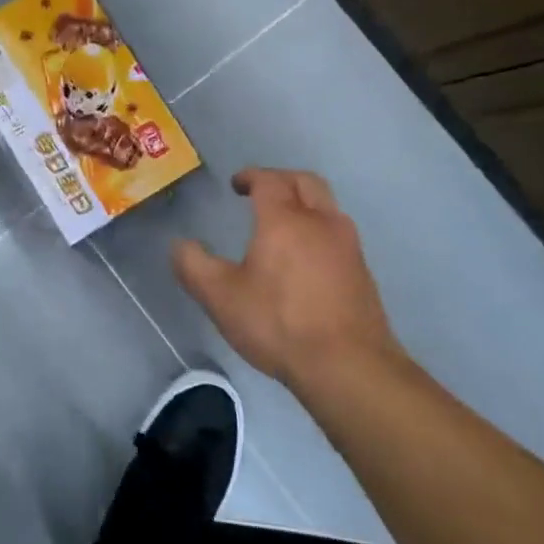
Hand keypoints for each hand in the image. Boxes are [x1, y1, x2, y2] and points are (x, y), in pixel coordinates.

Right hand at [173, 168, 403, 392]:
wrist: (349, 367)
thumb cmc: (278, 323)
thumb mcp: (220, 297)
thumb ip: (194, 266)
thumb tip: (180, 245)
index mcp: (285, 220)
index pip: (269, 181)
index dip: (251, 176)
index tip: (236, 184)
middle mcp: (321, 223)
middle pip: (306, 182)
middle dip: (282, 179)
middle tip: (261, 192)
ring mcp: (348, 247)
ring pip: (327, 206)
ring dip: (304, 203)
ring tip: (282, 223)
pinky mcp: (363, 273)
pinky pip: (338, 234)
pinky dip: (318, 230)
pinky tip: (305, 258)